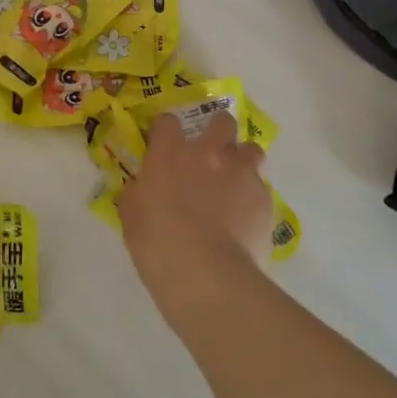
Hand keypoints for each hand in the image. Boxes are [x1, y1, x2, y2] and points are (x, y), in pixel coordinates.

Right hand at [119, 111, 271, 321]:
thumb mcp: (131, 214)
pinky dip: (252, 198)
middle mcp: (209, 154)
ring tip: (235, 183)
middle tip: (210, 154)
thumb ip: (139, 190)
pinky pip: (261, 189)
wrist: (206, 275)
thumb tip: (145, 186)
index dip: (166, 131)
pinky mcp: (265, 200)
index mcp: (171, 154)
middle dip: (217, 131)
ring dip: (242, 160)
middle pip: (222, 122)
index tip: (164, 145)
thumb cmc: (158, 244)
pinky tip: (244, 219)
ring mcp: (241, 174)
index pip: (168, 122)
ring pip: (251, 150)